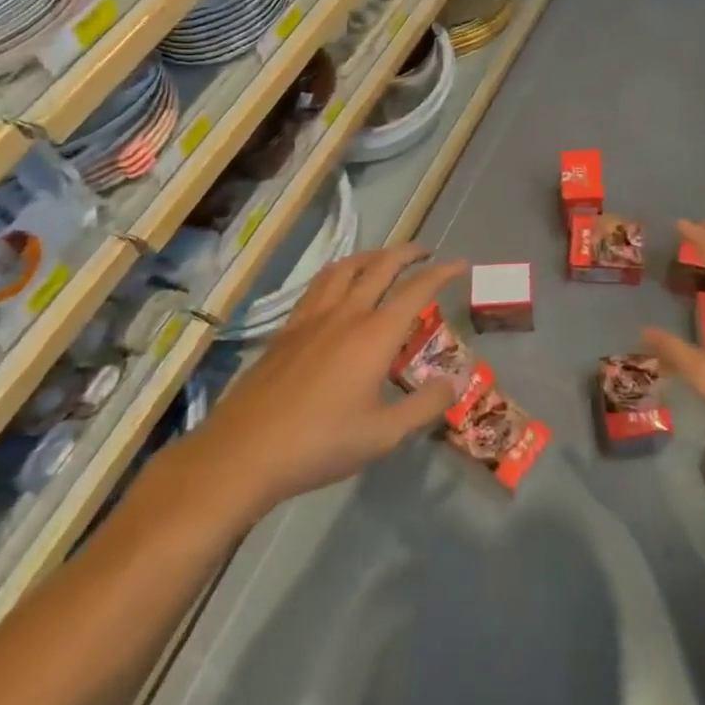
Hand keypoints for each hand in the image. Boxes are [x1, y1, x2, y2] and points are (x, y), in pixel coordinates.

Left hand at [203, 244, 464, 508]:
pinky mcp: (287, 329)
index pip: (417, 290)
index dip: (442, 273)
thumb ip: (424, 406)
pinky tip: (338, 287)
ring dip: (371, 255)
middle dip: (408, 253)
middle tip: (426, 252)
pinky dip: (339, 273)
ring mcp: (312, 318)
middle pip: (381, 266)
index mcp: (375, 335)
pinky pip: (318, 285)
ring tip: (384, 258)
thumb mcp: (384, 434)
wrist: (244, 452)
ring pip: (345, 268)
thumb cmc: (320, 443)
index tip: (460, 264)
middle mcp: (346, 314)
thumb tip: (455, 382)